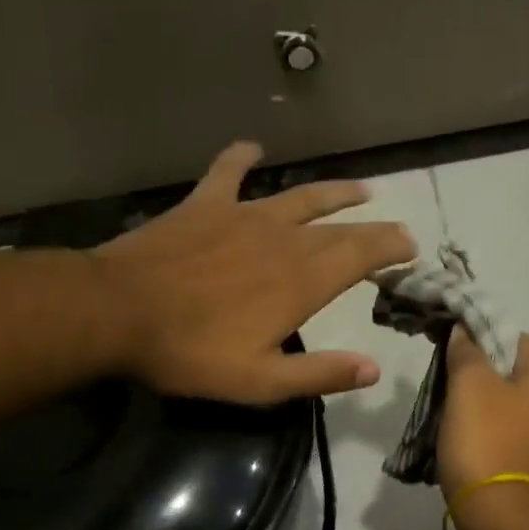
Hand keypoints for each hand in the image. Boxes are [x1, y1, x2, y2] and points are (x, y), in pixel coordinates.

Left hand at [94, 141, 415, 403]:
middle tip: (395, 227)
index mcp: (301, 281)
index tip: (411, 247)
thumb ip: (320, 374)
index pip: (361, 256)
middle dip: (373, 228)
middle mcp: (283, 239)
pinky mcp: (204, 205)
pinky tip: (254, 148)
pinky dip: (243, 158)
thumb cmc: (191, 352)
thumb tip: (373, 369)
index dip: (391, 249)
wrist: (117, 312)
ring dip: (333, 192)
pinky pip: (229, 172)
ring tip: (361, 188)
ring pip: (301, 196)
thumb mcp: (260, 381)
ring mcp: (243, 215)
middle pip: (340, 227)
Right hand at [438, 328, 528, 499]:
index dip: (476, 343)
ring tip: (454, 424)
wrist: (504, 520)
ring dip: (486, 411)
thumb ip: (466, 351)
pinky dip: (496, 438)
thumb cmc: (487, 442)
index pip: (510, 338)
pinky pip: (517, 438)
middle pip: (513, 374)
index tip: (448, 359)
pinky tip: (471, 449)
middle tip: (447, 392)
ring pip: (514, 408)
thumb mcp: (468, 386)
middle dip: (480, 379)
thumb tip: (465, 331)